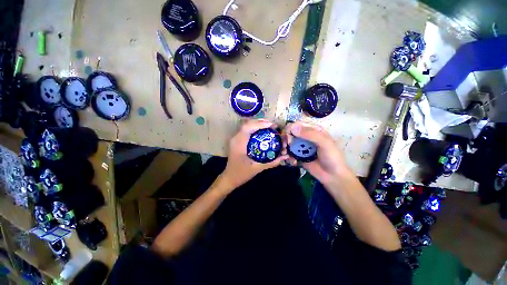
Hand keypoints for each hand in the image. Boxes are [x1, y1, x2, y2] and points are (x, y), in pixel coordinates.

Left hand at [220, 119, 288, 190]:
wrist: (230, 178)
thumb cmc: (241, 174)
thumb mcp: (257, 168)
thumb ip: (272, 162)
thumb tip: (285, 156)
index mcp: (239, 144)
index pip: (247, 127)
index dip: (259, 124)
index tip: (271, 125)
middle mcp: (235, 138)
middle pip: (247, 124)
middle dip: (260, 122)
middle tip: (273, 125)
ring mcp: (235, 138)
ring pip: (246, 125)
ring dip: (257, 124)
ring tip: (269, 126)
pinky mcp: (237, 140)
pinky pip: (246, 130)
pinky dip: (254, 128)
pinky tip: (262, 131)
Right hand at [284, 122, 352, 184]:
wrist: (333, 176)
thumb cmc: (332, 157)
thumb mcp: (324, 143)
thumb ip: (310, 134)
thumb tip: (293, 128)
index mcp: (313, 130)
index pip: (299, 124)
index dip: (290, 128)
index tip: (287, 136)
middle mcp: (306, 137)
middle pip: (291, 133)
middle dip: (286, 139)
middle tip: (285, 146)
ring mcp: (302, 147)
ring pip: (289, 143)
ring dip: (285, 148)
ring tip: (285, 154)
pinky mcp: (299, 156)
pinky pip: (290, 153)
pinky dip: (288, 156)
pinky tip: (292, 161)